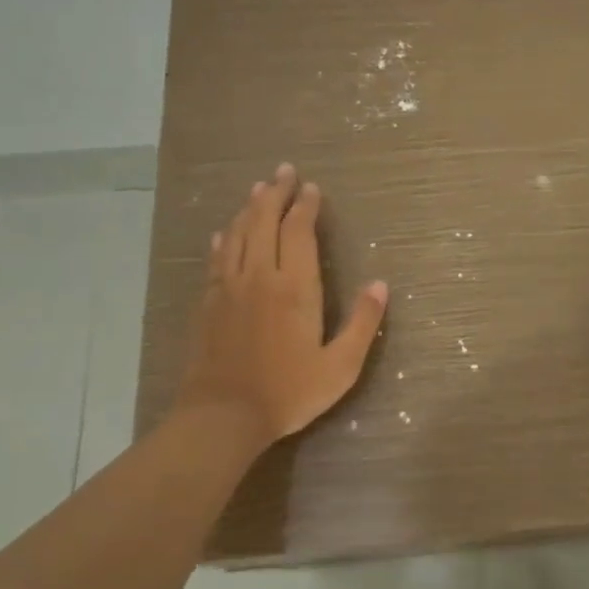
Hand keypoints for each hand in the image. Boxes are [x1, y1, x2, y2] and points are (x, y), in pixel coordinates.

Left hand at [176, 164, 387, 447]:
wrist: (222, 417)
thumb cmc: (287, 392)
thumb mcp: (339, 366)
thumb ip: (362, 323)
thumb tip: (380, 284)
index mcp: (294, 287)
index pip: (299, 232)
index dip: (306, 206)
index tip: (312, 188)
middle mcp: (259, 276)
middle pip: (264, 221)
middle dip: (276, 192)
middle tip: (284, 171)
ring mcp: (229, 287)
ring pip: (238, 233)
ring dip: (250, 207)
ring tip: (258, 188)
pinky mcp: (208, 302)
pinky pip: (217, 258)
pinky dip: (224, 238)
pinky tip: (224, 231)